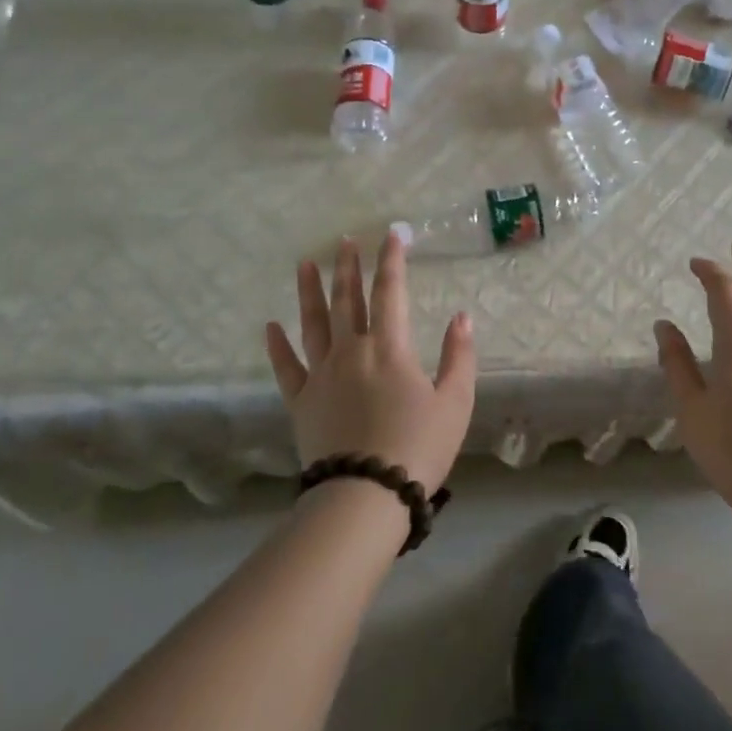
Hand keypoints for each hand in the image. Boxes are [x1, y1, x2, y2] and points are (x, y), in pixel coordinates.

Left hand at [265, 233, 476, 495]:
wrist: (367, 495)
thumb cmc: (419, 447)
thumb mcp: (455, 402)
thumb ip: (459, 355)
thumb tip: (461, 316)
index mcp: (389, 348)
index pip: (390, 292)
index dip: (392, 261)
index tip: (392, 235)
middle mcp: (351, 351)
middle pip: (348, 300)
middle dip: (349, 268)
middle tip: (345, 241)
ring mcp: (321, 375)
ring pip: (313, 324)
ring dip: (309, 292)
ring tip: (305, 264)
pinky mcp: (301, 402)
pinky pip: (286, 368)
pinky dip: (277, 346)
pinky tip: (271, 327)